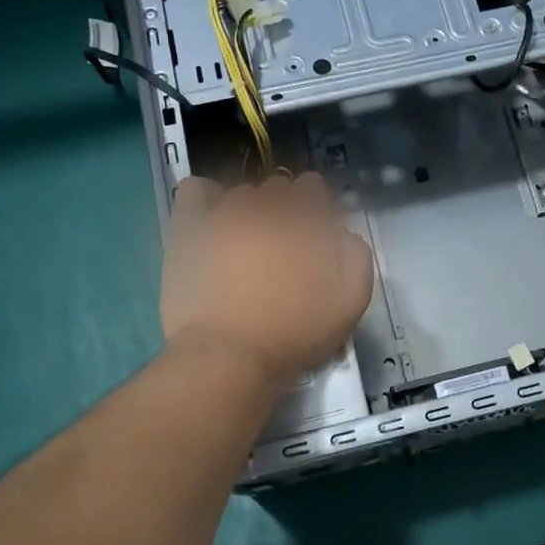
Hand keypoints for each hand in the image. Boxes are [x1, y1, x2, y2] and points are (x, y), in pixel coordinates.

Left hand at [159, 173, 374, 392]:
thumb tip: (342, 233)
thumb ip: (356, 256)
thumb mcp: (350, 303)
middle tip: (281, 250)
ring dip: (249, 212)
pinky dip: (207, 200)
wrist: (227, 357)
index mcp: (306, 221)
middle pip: (278, 189)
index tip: (312, 236)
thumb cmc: (293, 335)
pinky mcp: (188, 227)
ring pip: (241, 194)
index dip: (314, 209)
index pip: (312, 187)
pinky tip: (214, 225)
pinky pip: (197, 191)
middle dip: (284, 211)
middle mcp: (266, 207)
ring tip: (245, 247)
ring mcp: (224, 213)